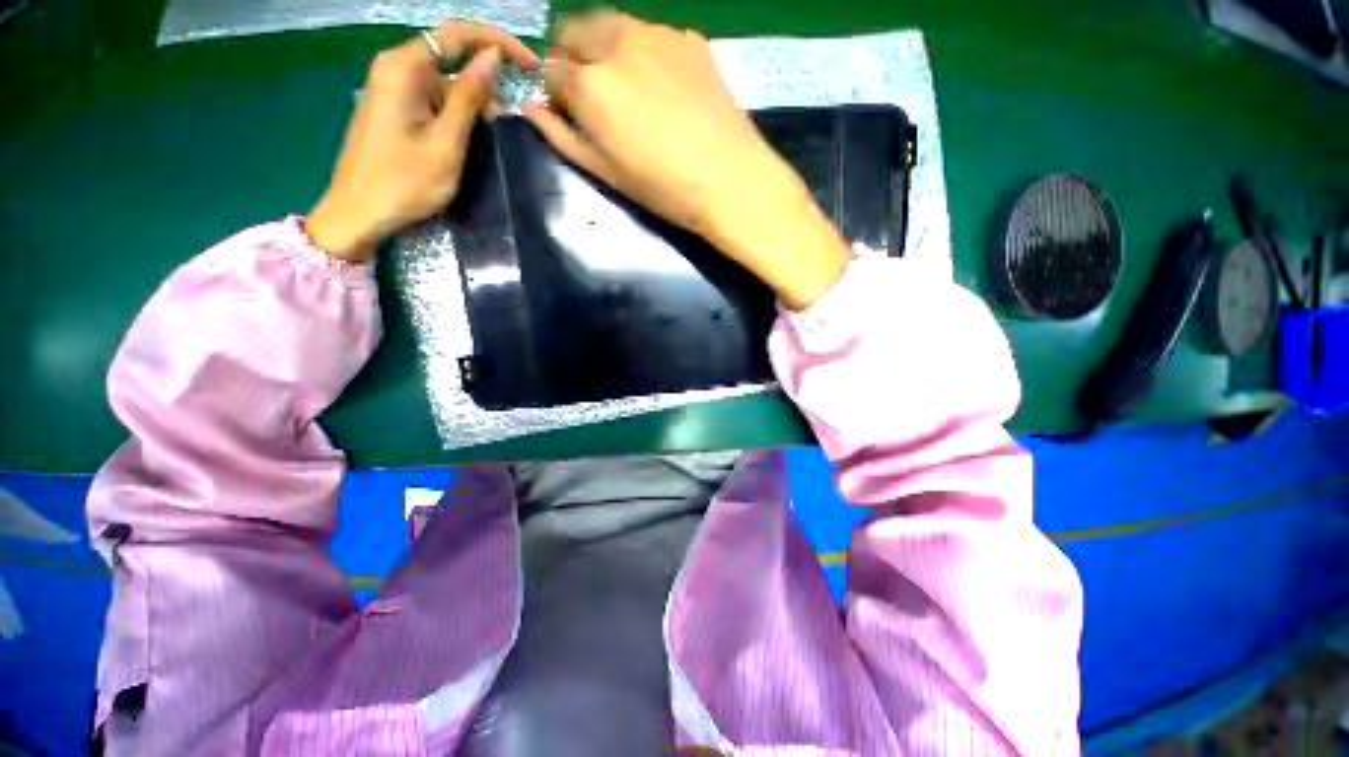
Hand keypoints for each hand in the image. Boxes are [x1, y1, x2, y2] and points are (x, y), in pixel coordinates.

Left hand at [307, 22, 539, 262]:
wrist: (359, 213)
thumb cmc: (404, 182)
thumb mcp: (446, 142)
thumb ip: (469, 97)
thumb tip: (492, 57)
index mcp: (403, 67)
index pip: (457, 34)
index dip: (498, 42)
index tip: (531, 66)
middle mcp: (396, 68)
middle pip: (452, 59)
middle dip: (486, 86)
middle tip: (510, 125)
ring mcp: (393, 88)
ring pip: (445, 84)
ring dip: (473, 107)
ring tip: (491, 142)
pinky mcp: (395, 108)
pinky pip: (434, 100)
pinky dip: (457, 116)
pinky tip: (469, 142)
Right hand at [524, 11, 851, 308]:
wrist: (730, 180)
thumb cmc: (664, 188)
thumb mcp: (606, 173)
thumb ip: (563, 136)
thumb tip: (530, 108)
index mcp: (591, 84)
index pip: (550, 69)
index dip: (555, 92)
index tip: (568, 112)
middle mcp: (617, 43)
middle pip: (574, 31)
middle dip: (572, 59)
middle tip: (592, 95)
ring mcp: (656, 34)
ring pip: (610, 25)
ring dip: (604, 49)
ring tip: (626, 89)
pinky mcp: (688, 38)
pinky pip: (649, 34)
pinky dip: (641, 51)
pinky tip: (661, 85)